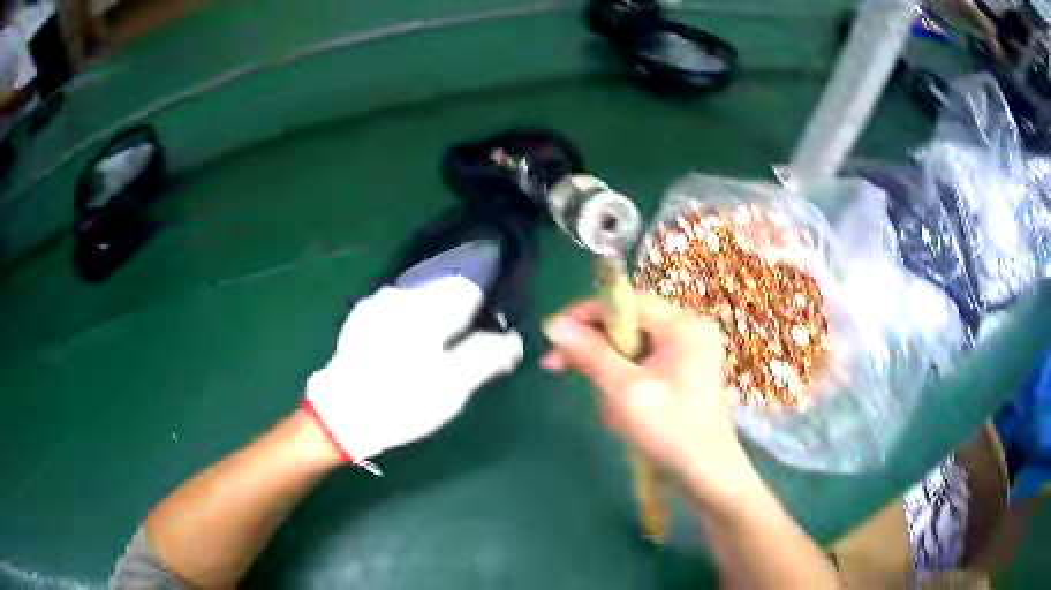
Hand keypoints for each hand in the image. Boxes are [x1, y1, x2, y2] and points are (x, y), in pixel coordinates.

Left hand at [304, 276, 523, 470]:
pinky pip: (398, 309)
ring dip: (433, 316)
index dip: (485, 306)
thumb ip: (486, 357)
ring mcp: (377, 305)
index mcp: (426, 309)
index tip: (487, 330)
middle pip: (443, 291)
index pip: (468, 288)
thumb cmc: (402, 402)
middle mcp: (401, 295)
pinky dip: (410, 322)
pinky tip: (405, 350)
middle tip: (462, 346)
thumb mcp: (452, 387)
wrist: (341, 416)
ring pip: (420, 299)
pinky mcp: (361, 319)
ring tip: (433, 351)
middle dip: (459, 312)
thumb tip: (512, 340)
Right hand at [540, 295, 754, 501]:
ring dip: (609, 369)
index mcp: (683, 325)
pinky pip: (644, 363)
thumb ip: (590, 353)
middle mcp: (690, 328)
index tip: (553, 335)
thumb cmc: (670, 432)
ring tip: (606, 405)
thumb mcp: (625, 391)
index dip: (585, 314)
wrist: (707, 474)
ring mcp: (690, 350)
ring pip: (633, 345)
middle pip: (628, 322)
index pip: (626, 301)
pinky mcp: (685, 370)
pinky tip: (621, 408)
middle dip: (594, 346)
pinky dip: (625, 380)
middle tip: (556, 365)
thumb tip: (553, 323)